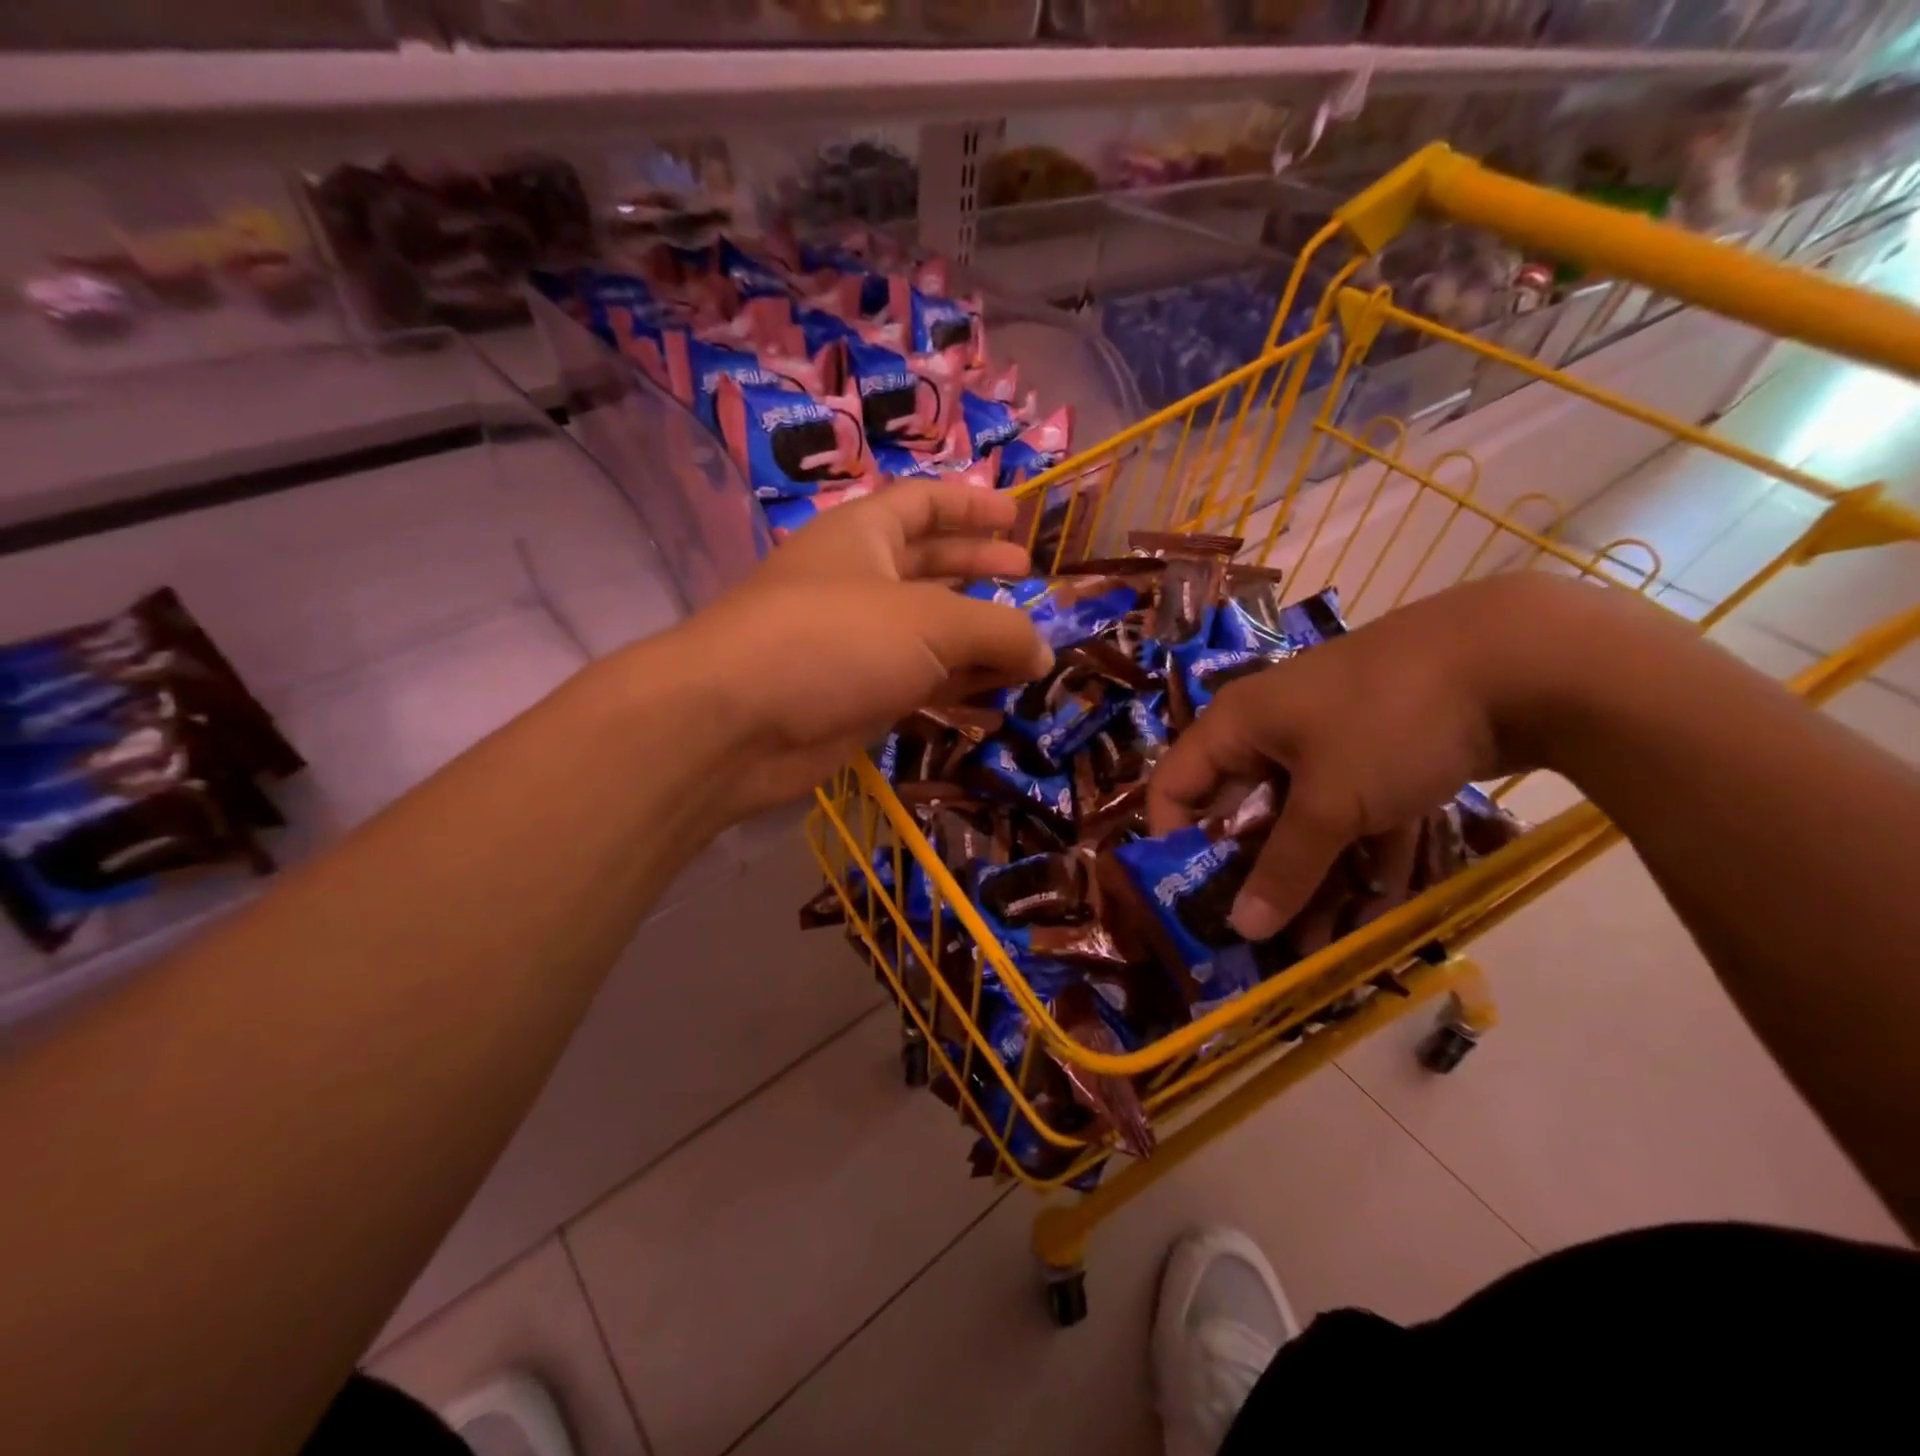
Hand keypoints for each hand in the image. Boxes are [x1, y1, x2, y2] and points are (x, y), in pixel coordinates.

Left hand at [678, 482, 1053, 815]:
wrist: (739, 723)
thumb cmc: (835, 640)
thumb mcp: (930, 622)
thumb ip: (999, 631)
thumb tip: (1044, 653)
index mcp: (864, 535)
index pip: (923, 504)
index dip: (971, 505)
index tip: (1017, 517)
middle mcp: (858, 582)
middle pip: (930, 566)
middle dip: (979, 570)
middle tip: (1028, 578)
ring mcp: (854, 643)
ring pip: (927, 633)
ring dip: (976, 640)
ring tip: (1028, 650)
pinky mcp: (855, 697)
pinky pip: (918, 685)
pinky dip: (956, 690)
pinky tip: (994, 702)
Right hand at [1146, 575, 1597, 940]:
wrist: (1517, 658)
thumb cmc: (1387, 722)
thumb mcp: (1330, 803)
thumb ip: (1284, 868)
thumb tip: (1243, 930)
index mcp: (1237, 727)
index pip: (1174, 786)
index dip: (1169, 842)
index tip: (1186, 901)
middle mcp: (1272, 733)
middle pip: (1242, 812)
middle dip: (1250, 876)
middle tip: (1255, 936)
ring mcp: (1331, 745)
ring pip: (1304, 822)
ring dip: (1310, 880)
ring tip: (1317, 948)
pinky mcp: (1382, 758)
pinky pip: (1357, 817)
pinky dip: (1364, 859)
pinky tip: (1377, 914)